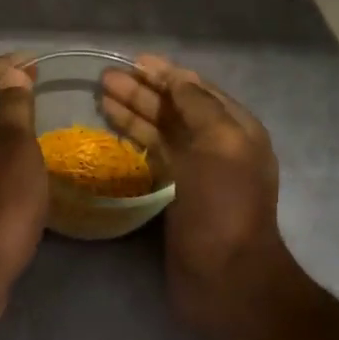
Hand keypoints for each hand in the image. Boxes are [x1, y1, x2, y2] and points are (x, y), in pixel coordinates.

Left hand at [0, 54, 49, 308]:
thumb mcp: (14, 144)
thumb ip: (13, 107)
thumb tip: (11, 74)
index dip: (3, 66)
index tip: (33, 61)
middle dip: (1, 95)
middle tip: (34, 90)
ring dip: (1, 127)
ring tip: (33, 125)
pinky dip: (2, 157)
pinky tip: (22, 169)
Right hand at [100, 55, 301, 339]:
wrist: (225, 277)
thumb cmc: (225, 207)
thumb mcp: (220, 146)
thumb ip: (199, 107)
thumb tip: (178, 78)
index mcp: (236, 130)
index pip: (197, 90)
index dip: (167, 74)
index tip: (134, 61)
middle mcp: (218, 146)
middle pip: (176, 109)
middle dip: (143, 91)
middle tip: (106, 79)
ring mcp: (196, 172)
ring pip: (162, 131)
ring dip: (135, 112)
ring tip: (102, 96)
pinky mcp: (176, 195)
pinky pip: (154, 157)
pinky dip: (135, 140)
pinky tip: (113, 131)